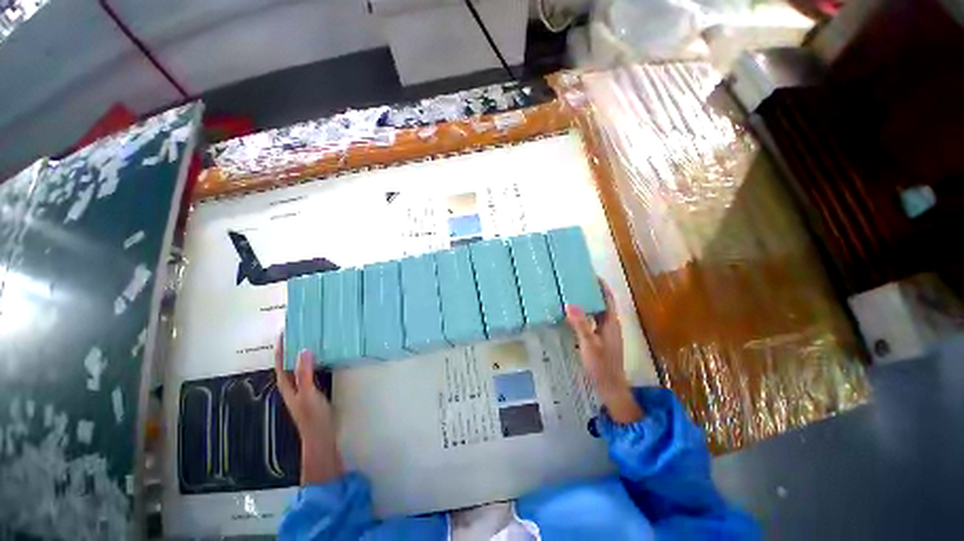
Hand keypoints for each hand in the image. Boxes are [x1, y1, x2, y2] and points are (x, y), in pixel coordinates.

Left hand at [274, 335, 341, 484]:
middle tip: (303, 328)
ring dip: (305, 351)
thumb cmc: (312, 416)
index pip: (281, 361)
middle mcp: (293, 383)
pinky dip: (316, 359)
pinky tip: (325, 354)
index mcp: (287, 384)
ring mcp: (304, 386)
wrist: (321, 435)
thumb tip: (304, 349)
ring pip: (301, 365)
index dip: (282, 346)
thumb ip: (305, 373)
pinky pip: (313, 369)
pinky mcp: (315, 388)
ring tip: (314, 336)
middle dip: (294, 345)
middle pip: (290, 361)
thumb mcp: (308, 393)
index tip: (286, 329)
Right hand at [565, 280, 643, 423]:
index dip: (602, 286)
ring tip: (573, 295)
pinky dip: (585, 314)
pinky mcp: (602, 339)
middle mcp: (611, 324)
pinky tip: (574, 316)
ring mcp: (607, 333)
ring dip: (588, 303)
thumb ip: (580, 324)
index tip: (591, 275)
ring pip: (597, 312)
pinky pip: (593, 321)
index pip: (608, 298)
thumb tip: (569, 304)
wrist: (610, 386)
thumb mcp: (588, 343)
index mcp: (611, 322)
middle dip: (592, 292)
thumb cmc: (601, 364)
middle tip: (577, 283)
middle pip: (603, 303)